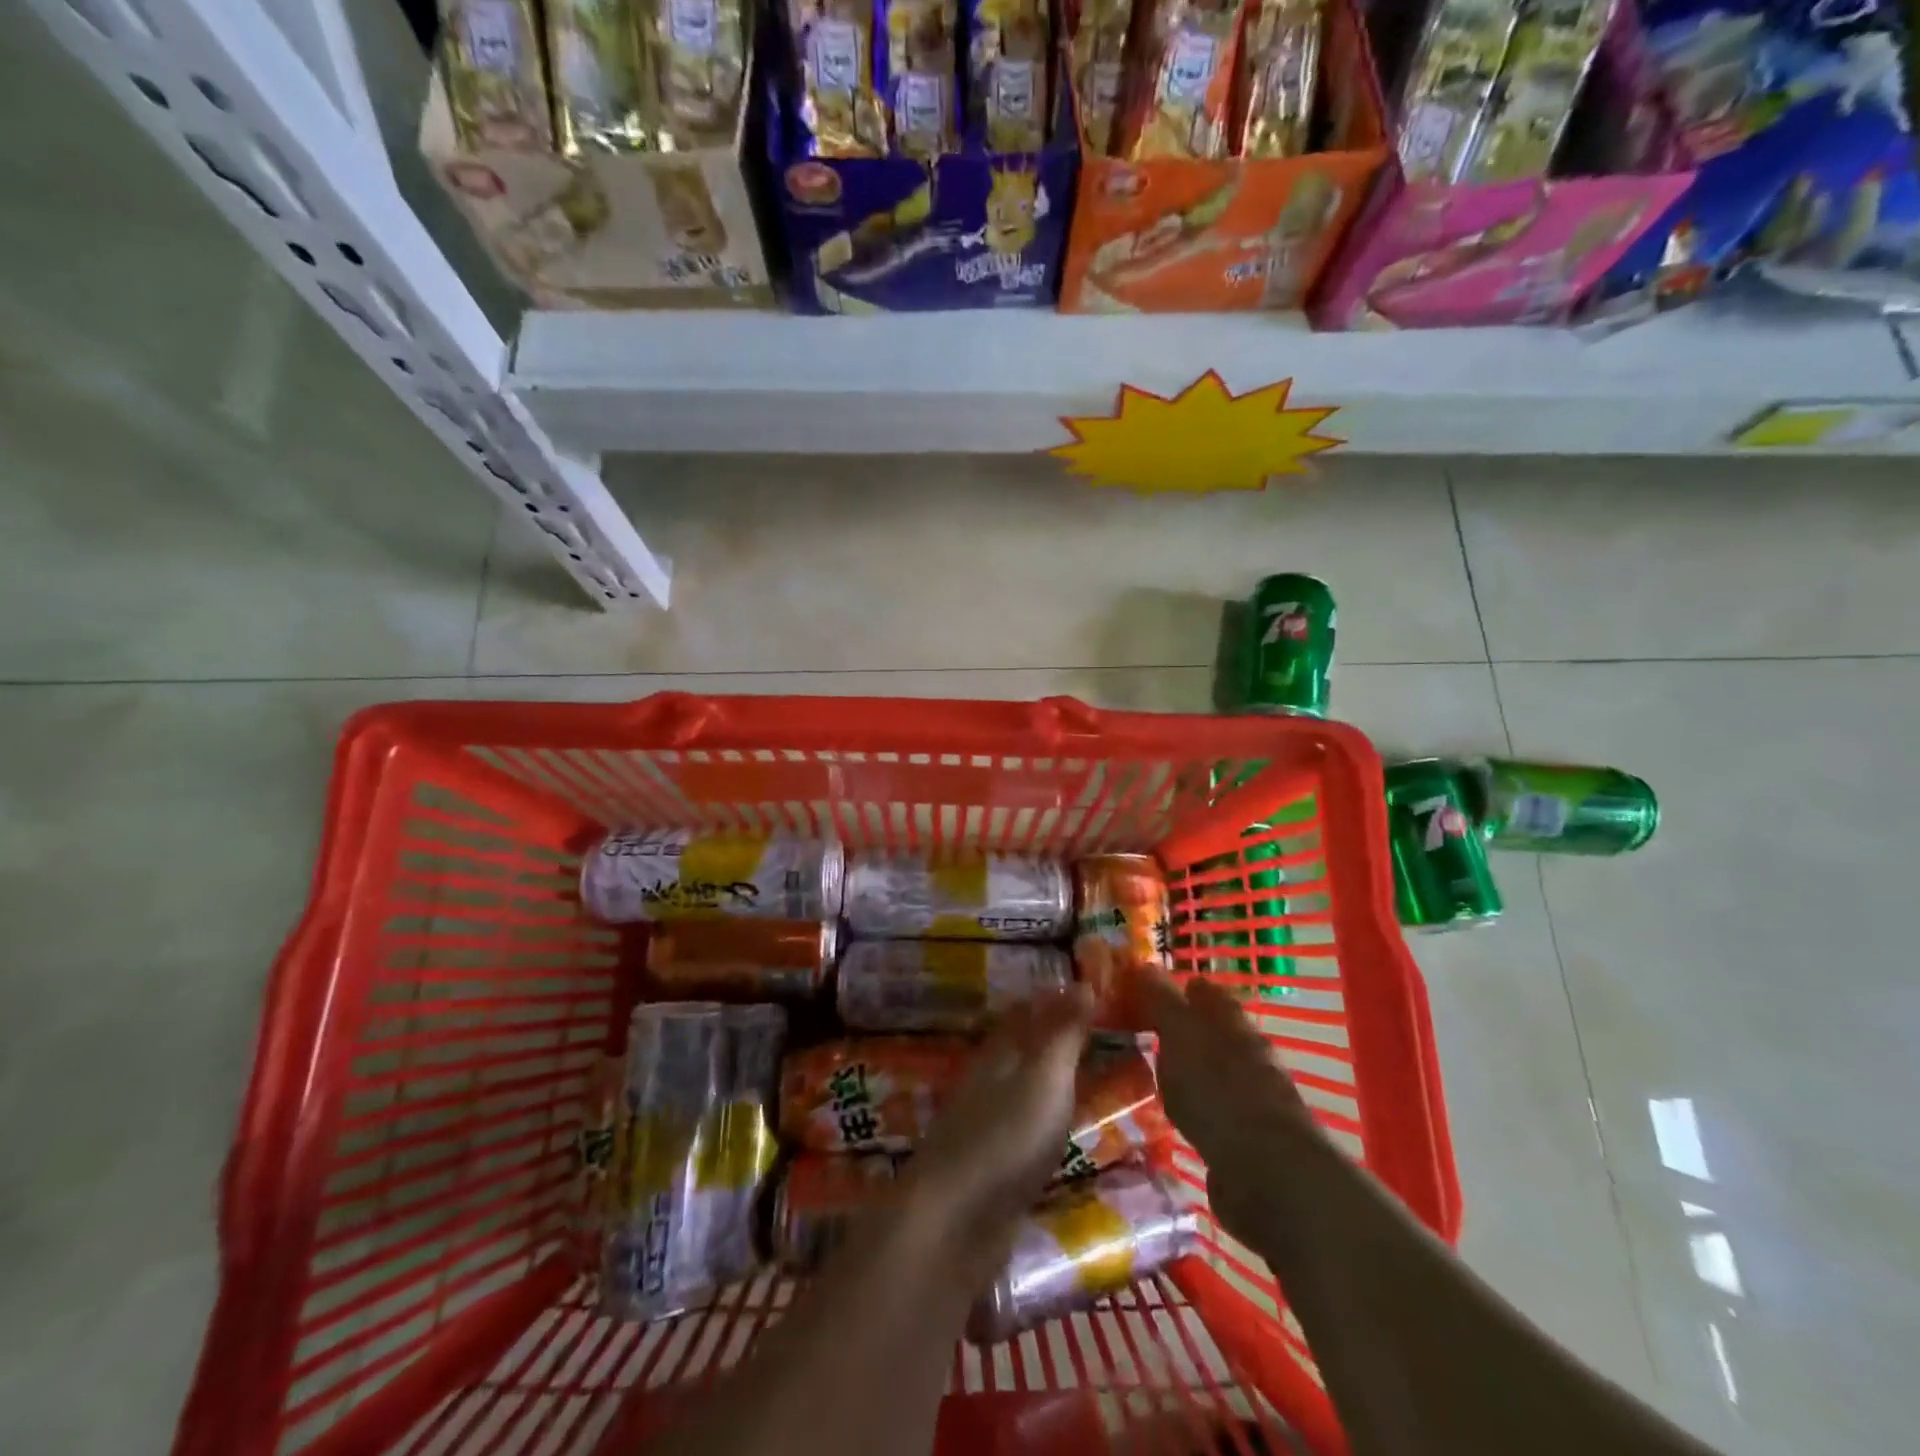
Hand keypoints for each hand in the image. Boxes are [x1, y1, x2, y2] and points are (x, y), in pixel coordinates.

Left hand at [904, 987, 1094, 1242]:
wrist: (955, 1224)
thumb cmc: (1006, 1138)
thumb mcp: (1044, 1078)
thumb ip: (1064, 1034)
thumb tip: (1084, 982)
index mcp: (998, 1054)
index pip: (1025, 1013)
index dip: (1054, 1000)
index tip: (1090, 991)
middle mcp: (988, 1083)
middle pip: (1023, 1051)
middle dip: (1055, 1039)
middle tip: (1103, 1034)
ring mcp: (986, 1128)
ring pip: (1024, 1091)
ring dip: (1054, 1082)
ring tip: (1094, 1080)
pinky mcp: (992, 1172)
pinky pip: (1027, 1132)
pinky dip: (1049, 1123)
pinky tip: (1067, 1134)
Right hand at [1134, 971, 1319, 1241]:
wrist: (1268, 1176)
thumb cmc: (1219, 1090)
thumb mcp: (1180, 1035)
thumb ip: (1162, 1001)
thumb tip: (1145, 963)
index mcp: (1232, 1022)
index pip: (1205, 991)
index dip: (1179, 986)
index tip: (1147, 989)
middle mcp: (1248, 1053)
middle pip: (1213, 1030)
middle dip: (1184, 1028)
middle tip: (1143, 1029)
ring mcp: (1252, 1097)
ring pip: (1214, 1070)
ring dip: (1190, 1069)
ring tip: (1152, 1071)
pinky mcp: (1249, 1140)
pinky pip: (1214, 1110)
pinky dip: (1196, 1107)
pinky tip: (1176, 1114)